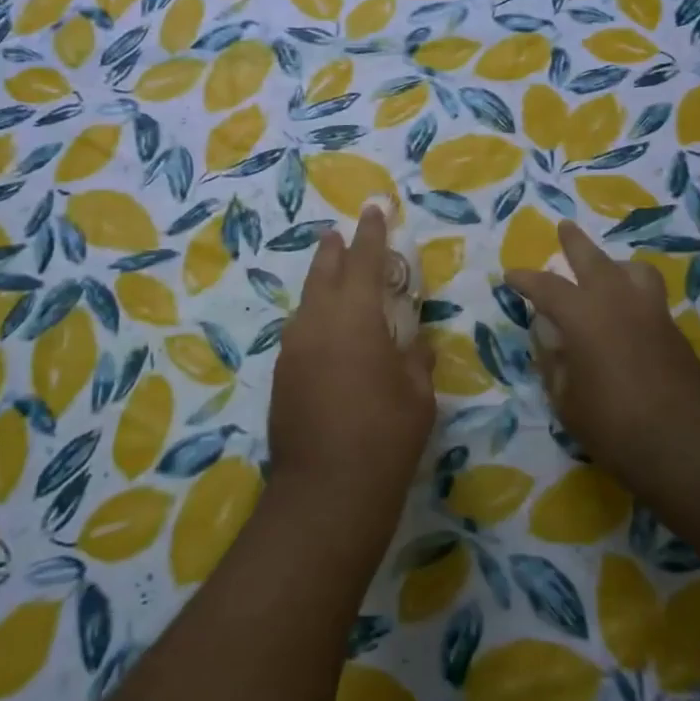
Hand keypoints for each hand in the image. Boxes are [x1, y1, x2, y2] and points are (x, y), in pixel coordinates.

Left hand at [269, 205, 436, 564]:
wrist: (326, 493)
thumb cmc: (385, 437)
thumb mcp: (417, 395)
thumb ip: (415, 358)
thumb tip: (413, 343)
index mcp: (355, 317)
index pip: (365, 260)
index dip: (372, 232)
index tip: (374, 208)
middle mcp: (317, 322)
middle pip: (325, 272)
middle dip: (336, 250)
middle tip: (341, 233)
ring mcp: (293, 348)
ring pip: (308, 301)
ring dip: (322, 283)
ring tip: (334, 276)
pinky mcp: (282, 375)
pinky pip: (301, 331)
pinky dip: (315, 318)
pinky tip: (326, 332)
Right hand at [507, 220, 699, 489]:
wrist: (686, 444)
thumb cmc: (612, 424)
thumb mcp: (565, 398)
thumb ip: (552, 359)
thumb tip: (547, 332)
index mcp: (582, 314)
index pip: (546, 286)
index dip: (525, 280)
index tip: (511, 276)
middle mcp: (617, 301)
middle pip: (593, 259)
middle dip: (574, 243)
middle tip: (564, 228)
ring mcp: (651, 312)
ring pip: (632, 270)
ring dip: (614, 264)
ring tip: (606, 272)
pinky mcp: (674, 330)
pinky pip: (649, 296)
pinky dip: (633, 292)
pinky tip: (626, 314)